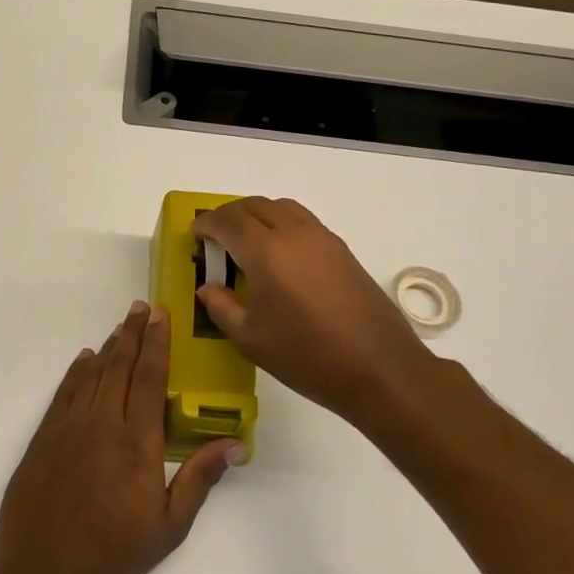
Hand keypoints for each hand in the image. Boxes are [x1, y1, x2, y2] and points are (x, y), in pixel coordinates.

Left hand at [0, 302, 239, 573]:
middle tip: (141, 307)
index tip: (161, 316)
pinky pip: (63, 393)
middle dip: (132, 333)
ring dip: (108, 347)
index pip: (149, 378)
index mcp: (136, 442)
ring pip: (91, 374)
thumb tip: (235, 444)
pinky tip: (84, 360)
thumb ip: (199, 479)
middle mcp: (101, 423)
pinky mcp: (42, 438)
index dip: (157, 343)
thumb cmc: (113, 556)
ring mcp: (67, 428)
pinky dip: (76, 372)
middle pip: (119, 366)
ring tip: (120, 327)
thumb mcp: (169, 527)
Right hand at [192, 197, 436, 428]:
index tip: (195, 234)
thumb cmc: (306, 356)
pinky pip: (303, 221)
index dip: (207, 224)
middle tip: (215, 236)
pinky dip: (281, 223)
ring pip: (282, 207)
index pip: (228, 222)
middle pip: (254, 206)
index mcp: (267, 252)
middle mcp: (295, 234)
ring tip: (246, 240)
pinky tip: (279, 254)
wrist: (379, 368)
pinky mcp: (342, 250)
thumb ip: (222, 307)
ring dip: (257, 214)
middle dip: (229, 215)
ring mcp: (323, 239)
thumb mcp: (251, 338)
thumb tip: (208, 288)